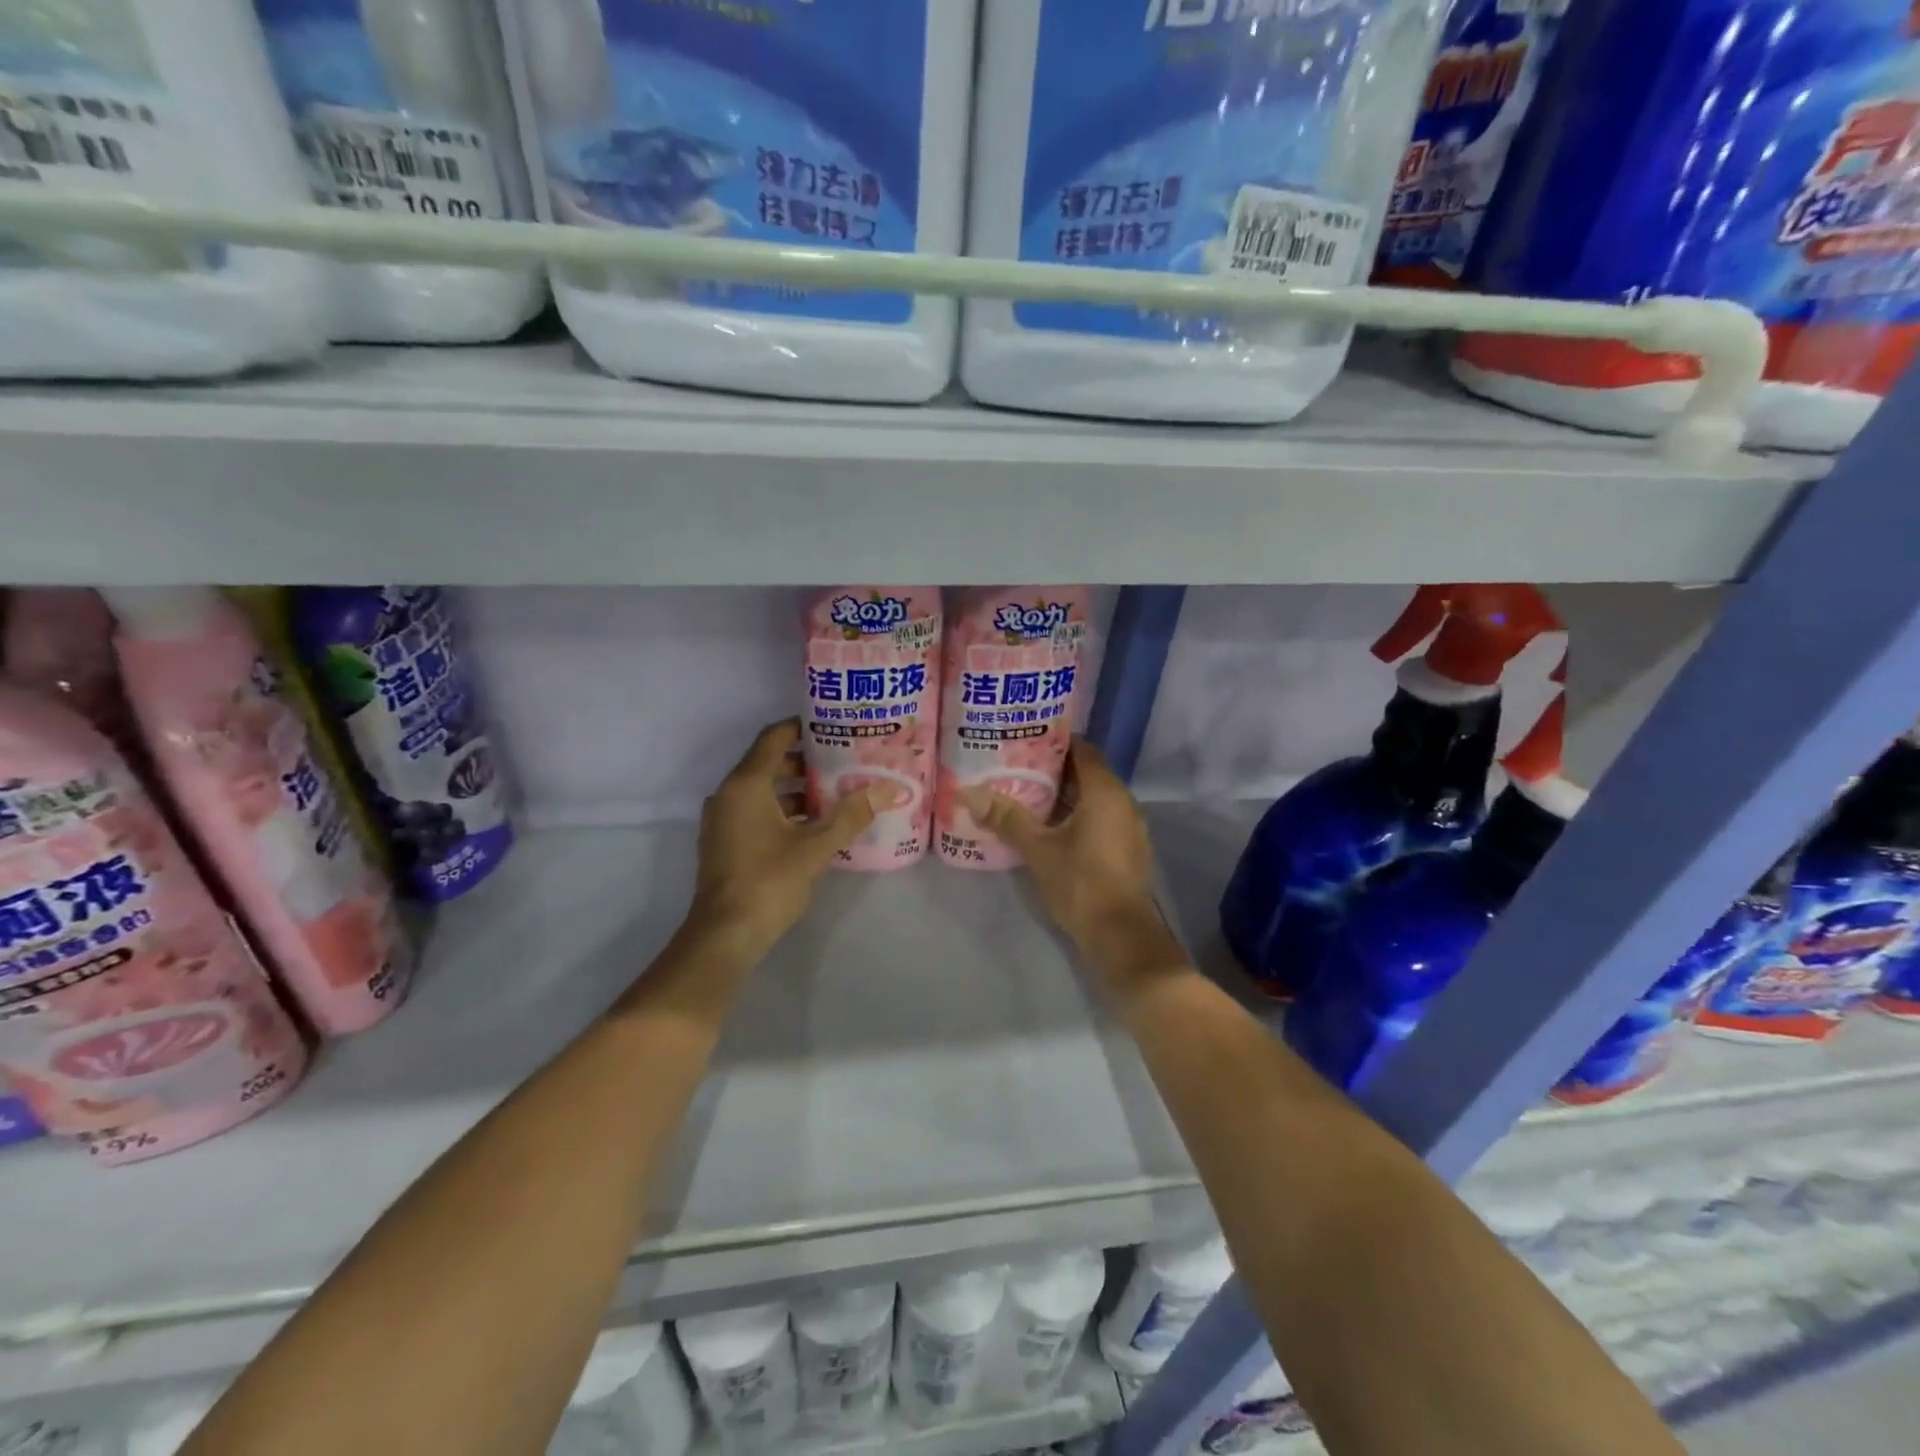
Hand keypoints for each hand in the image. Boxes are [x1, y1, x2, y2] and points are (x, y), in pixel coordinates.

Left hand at [688, 719, 886, 959]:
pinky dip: (784, 809)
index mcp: (746, 785)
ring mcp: (724, 820)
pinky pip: (757, 811)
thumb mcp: (816, 847)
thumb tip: (886, 788)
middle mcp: (729, 795)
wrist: (724, 935)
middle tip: (846, 760)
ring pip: (764, 790)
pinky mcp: (726, 842)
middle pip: (769, 762)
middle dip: (807, 760)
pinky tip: (816, 824)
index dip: (802, 726)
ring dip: (798, 788)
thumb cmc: (768, 882)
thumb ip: (850, 815)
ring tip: (838, 791)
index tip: (833, 725)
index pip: (773, 738)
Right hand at [961, 740, 1181, 990]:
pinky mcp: (1127, 851)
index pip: (1083, 750)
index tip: (1025, 739)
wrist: (1120, 936)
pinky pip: (1099, 820)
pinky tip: (1049, 828)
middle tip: (1016, 767)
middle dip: (1054, 769)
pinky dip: (1076, 816)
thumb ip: (1006, 818)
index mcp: (1105, 792)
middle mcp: (1123, 802)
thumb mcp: (1038, 849)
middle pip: (1087, 773)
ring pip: (1093, 799)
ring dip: (1064, 796)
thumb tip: (968, 792)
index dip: (1055, 741)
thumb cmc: (1080, 883)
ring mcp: (1129, 828)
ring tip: (1026, 795)